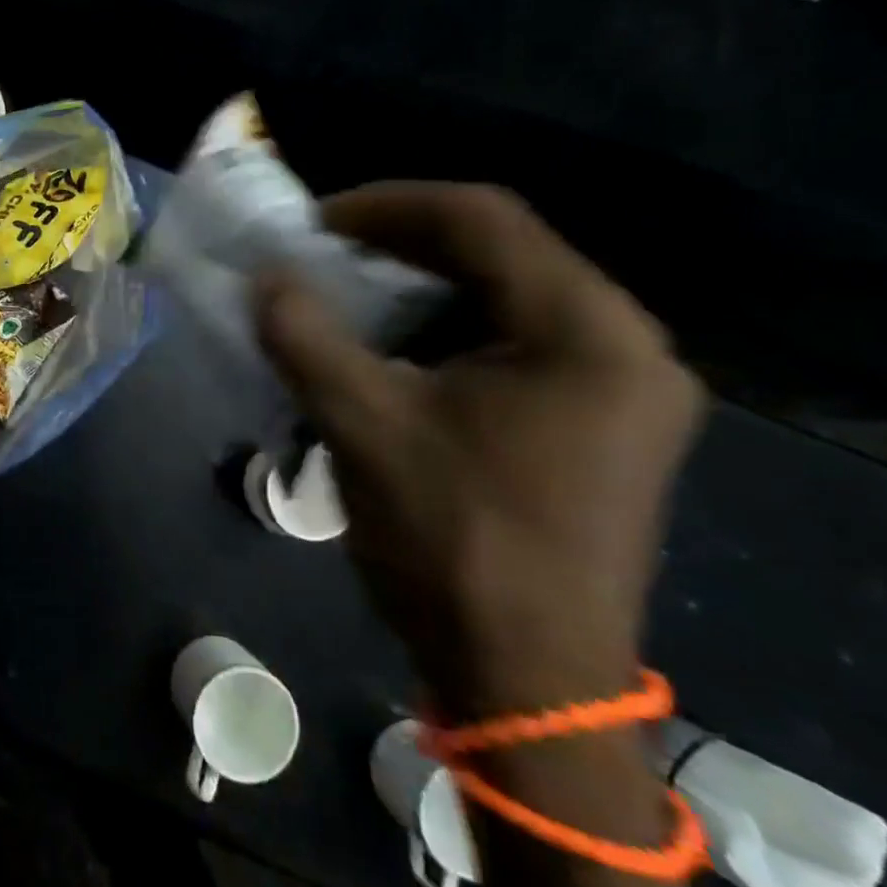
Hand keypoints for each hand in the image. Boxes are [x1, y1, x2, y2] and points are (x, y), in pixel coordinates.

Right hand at [255, 182, 704, 714]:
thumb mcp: (361, 425)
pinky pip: (516, 336)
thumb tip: (263, 275)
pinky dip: (447, 324)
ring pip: (507, 291)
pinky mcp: (601, 418)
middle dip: (399, 242)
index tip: (312, 224)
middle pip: (500, 248)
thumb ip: (303, 334)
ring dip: (421, 282)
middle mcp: (623, 341)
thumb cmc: (452, 542)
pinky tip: (395, 345)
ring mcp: (620, 383)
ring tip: (348, 293)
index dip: (385, 205)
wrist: (529, 681)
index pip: (481, 217)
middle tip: (322, 254)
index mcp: (585, 329)